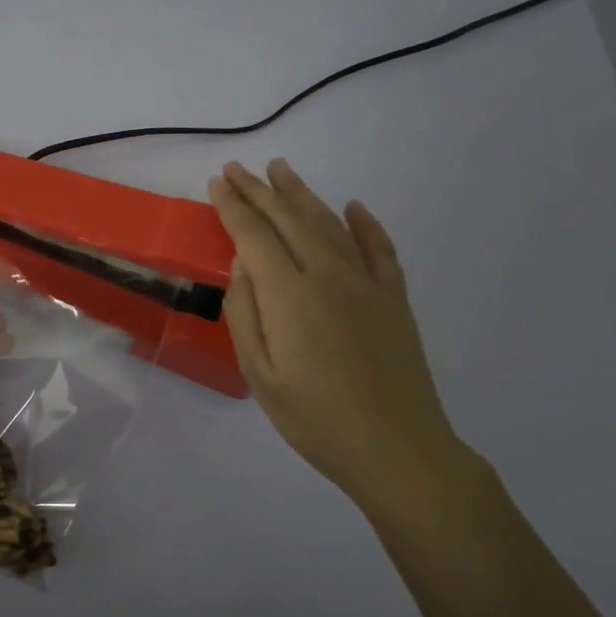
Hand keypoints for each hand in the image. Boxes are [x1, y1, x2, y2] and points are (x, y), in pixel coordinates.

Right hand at [208, 159, 477, 508]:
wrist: (397, 449)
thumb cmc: (315, 419)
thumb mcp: (260, 375)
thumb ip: (246, 314)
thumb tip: (241, 265)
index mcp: (289, 294)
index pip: (254, 235)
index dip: (233, 206)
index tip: (218, 182)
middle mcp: (328, 275)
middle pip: (289, 219)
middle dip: (260, 190)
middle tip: (238, 167)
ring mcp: (367, 283)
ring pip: (330, 224)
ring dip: (302, 194)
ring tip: (282, 169)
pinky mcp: (395, 299)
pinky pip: (379, 249)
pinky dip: (365, 224)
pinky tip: (354, 207)